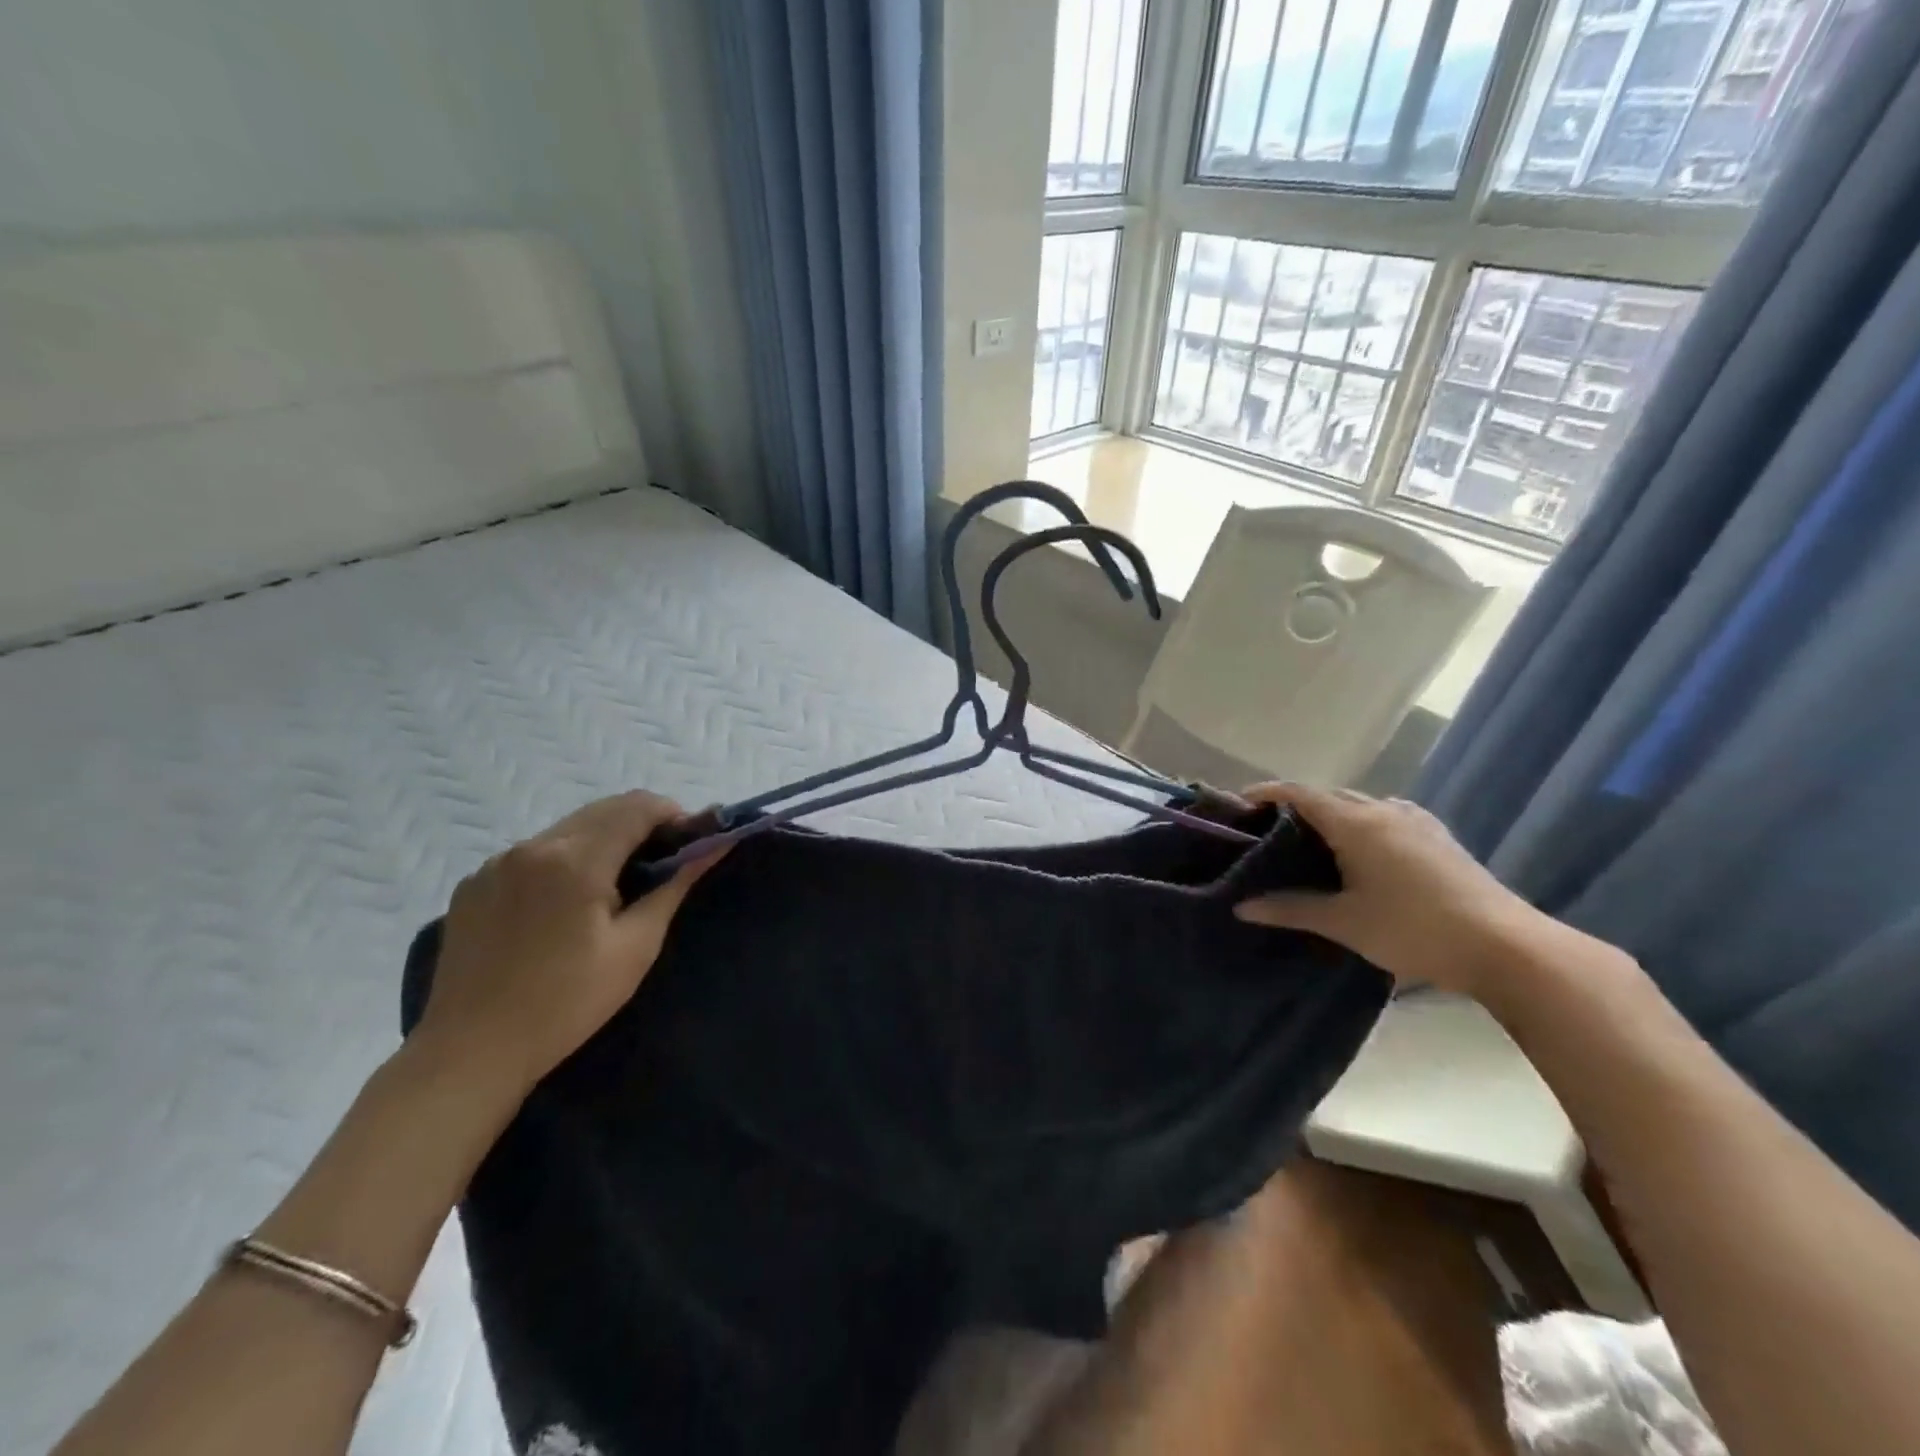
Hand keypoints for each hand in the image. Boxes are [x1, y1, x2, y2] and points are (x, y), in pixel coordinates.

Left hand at [414, 792, 726, 1100]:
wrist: (469, 1053)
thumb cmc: (566, 1004)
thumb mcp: (635, 947)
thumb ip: (674, 886)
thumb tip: (715, 846)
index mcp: (575, 860)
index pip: (638, 806)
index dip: (674, 815)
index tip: (692, 843)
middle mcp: (533, 846)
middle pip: (603, 809)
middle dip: (642, 823)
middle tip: (664, 863)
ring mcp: (496, 863)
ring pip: (569, 827)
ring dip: (604, 839)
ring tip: (617, 885)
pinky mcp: (474, 883)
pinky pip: (534, 852)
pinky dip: (565, 859)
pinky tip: (566, 903)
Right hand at [1233, 783, 1550, 997]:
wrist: (1506, 947)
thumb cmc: (1413, 929)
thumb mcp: (1344, 922)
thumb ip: (1290, 909)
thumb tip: (1242, 906)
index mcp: (1356, 822)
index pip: (1299, 793)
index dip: (1266, 794)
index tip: (1239, 804)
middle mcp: (1384, 810)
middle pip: (1329, 795)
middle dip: (1295, 805)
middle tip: (1268, 829)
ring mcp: (1416, 820)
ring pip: (1360, 804)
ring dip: (1330, 814)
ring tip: (1310, 840)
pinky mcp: (1438, 837)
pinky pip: (1385, 816)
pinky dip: (1360, 823)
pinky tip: (1360, 852)